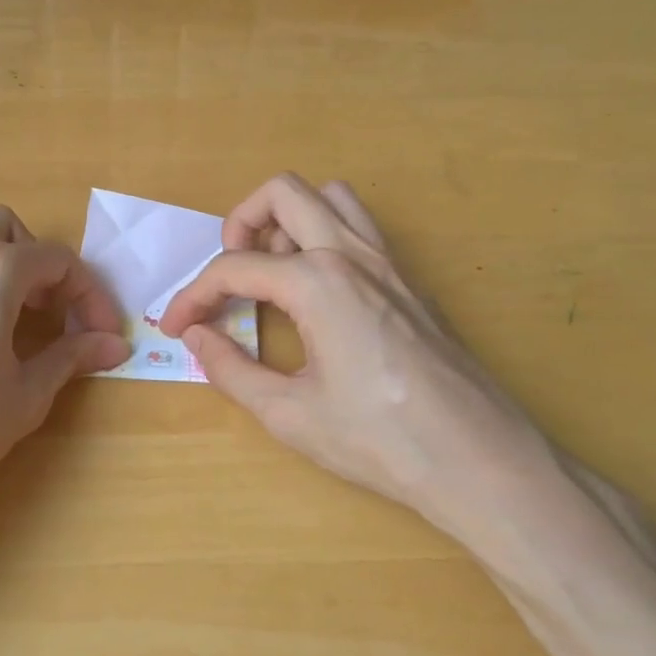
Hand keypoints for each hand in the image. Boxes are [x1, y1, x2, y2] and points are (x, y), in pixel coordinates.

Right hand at [159, 175, 555, 540]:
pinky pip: (359, 228)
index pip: (233, 268)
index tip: (175, 326)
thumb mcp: (289, 413)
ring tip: (274, 272)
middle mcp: (351, 253)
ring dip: (290, 220)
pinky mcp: (410, 280)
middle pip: (282, 193)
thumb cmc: (380, 440)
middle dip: (240, 223)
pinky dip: (324, 237)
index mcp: (317, 281)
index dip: (192, 295)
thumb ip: (231, 369)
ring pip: (329, 197)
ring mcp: (388, 261)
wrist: (480, 461)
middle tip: (229, 274)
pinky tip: (317, 294)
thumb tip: (196, 337)